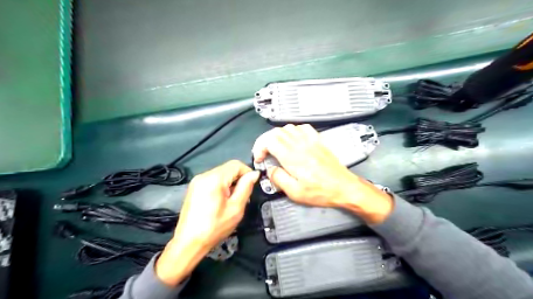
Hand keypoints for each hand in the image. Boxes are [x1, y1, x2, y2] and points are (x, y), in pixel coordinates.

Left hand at [154, 160, 260, 285]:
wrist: (189, 243)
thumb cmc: (214, 227)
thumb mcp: (236, 208)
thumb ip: (246, 187)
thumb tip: (254, 174)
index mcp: (214, 179)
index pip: (236, 164)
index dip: (247, 172)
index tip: (252, 186)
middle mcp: (204, 175)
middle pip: (228, 168)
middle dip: (238, 179)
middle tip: (242, 196)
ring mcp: (197, 181)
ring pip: (221, 173)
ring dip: (230, 183)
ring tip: (231, 201)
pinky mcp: (194, 187)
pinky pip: (213, 180)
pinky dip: (221, 186)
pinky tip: (221, 201)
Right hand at [252, 124, 392, 223]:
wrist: (344, 187)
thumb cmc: (320, 192)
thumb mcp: (295, 192)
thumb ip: (278, 179)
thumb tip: (270, 170)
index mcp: (292, 157)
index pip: (269, 140)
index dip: (259, 147)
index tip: (260, 159)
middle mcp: (300, 144)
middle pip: (276, 132)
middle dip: (266, 142)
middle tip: (266, 155)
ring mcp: (310, 140)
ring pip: (288, 128)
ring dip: (278, 136)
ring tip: (278, 149)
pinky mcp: (319, 140)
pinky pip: (303, 128)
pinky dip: (294, 131)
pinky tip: (294, 141)